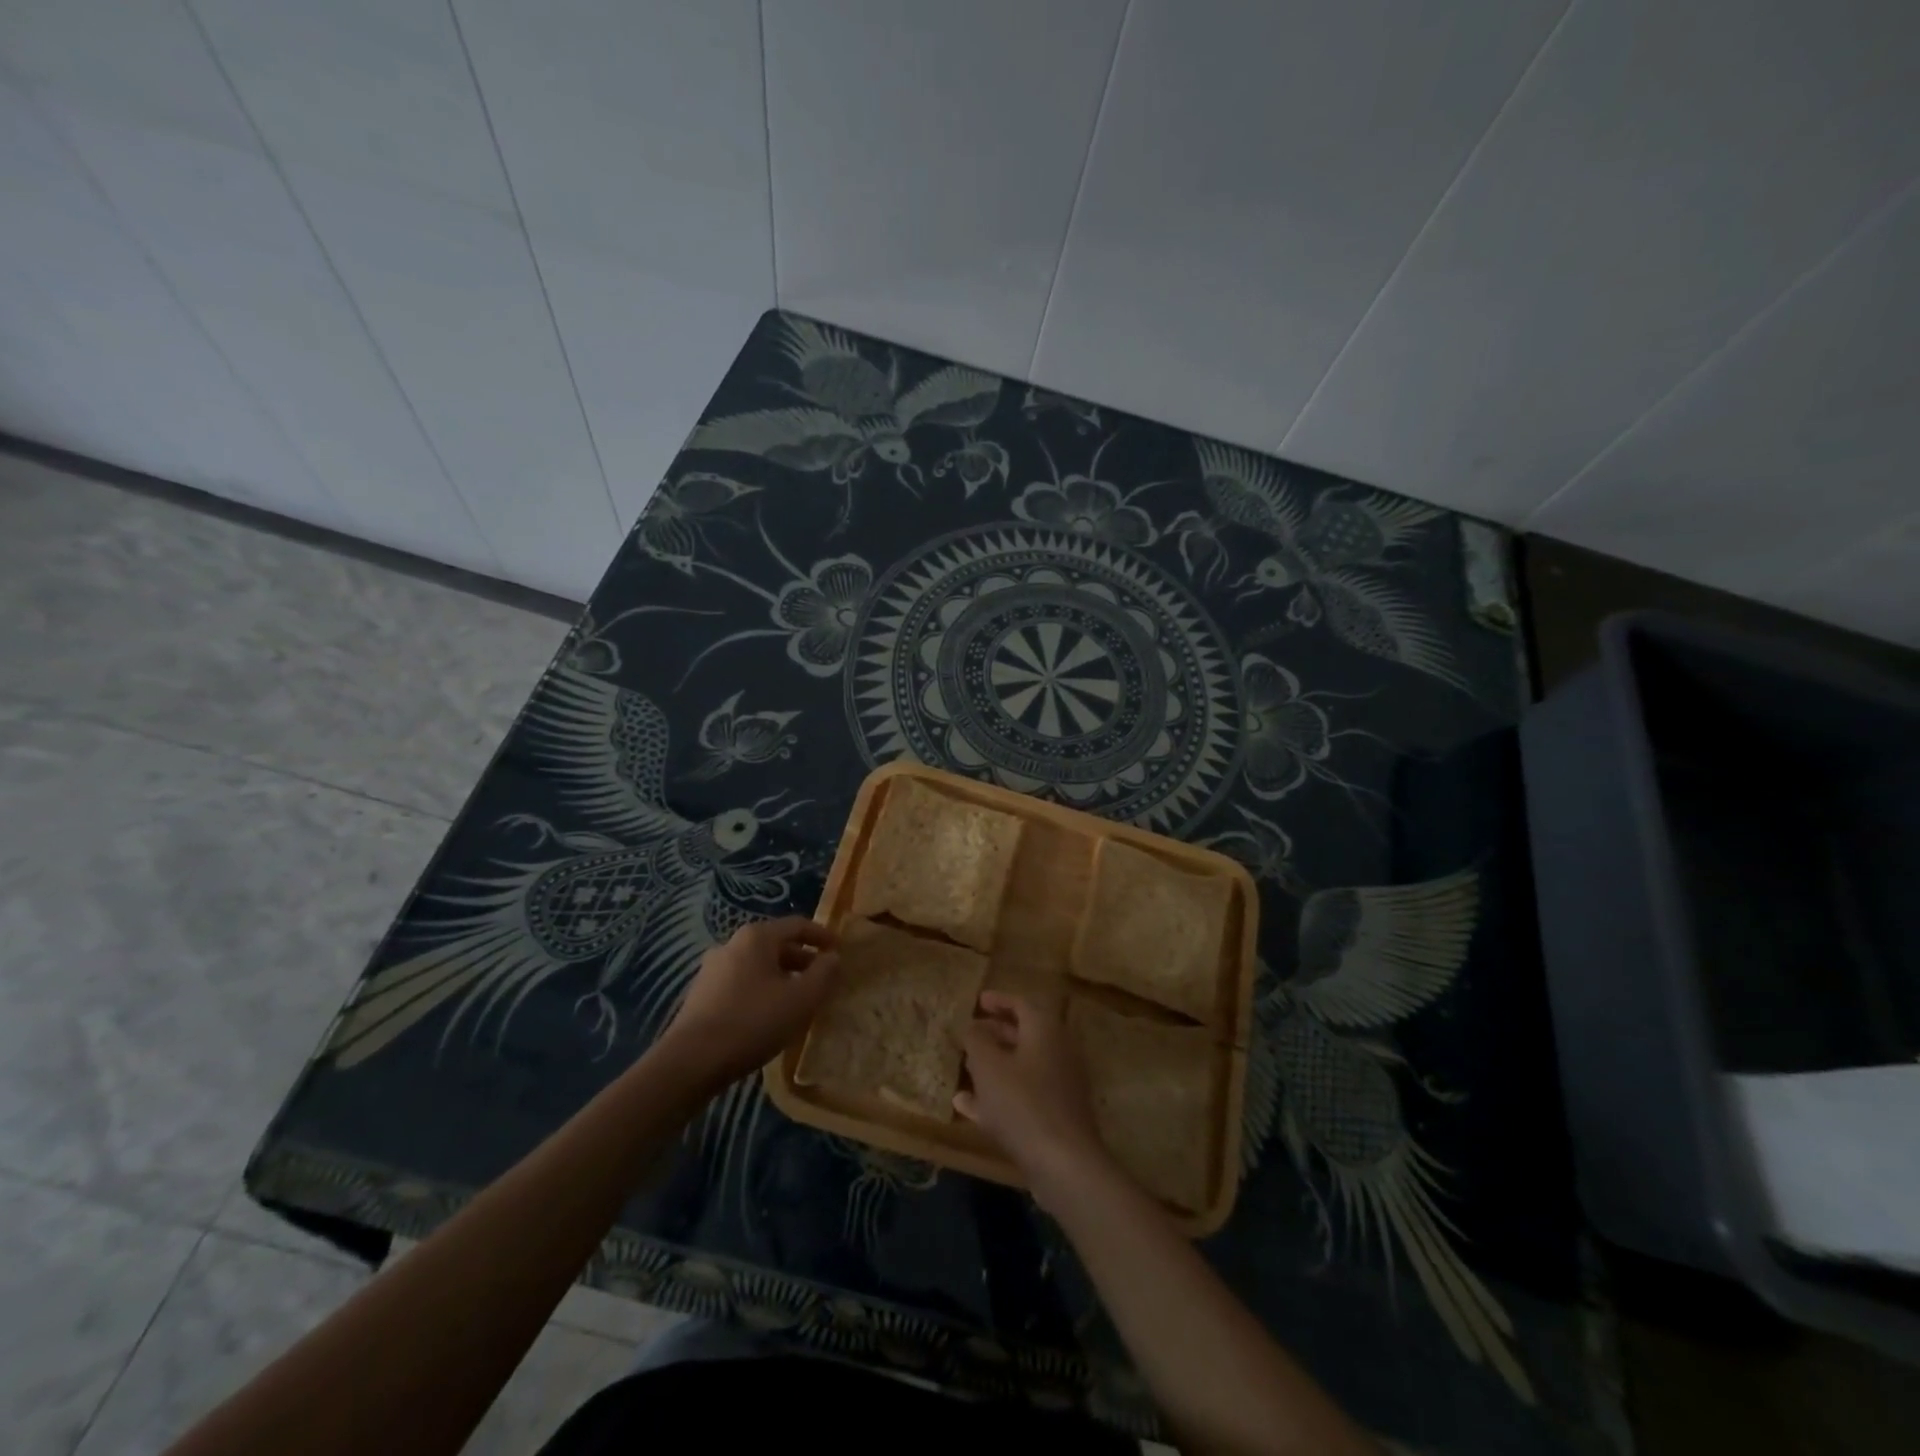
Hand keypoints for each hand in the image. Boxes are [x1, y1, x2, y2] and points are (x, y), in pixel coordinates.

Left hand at [662, 917, 838, 1084]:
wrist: (691, 1061)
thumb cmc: (753, 1021)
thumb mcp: (801, 999)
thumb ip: (824, 974)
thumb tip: (833, 957)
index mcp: (757, 937)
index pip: (797, 925)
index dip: (822, 936)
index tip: (839, 950)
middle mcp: (732, 944)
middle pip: (776, 944)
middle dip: (802, 960)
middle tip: (822, 979)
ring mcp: (712, 969)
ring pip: (758, 965)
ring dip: (782, 977)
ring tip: (798, 1000)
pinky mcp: (701, 994)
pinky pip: (741, 982)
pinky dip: (761, 990)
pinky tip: (768, 1015)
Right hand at [955, 992, 1111, 1205]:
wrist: (1064, 1163)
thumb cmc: (1023, 1103)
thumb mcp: (988, 1066)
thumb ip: (977, 1040)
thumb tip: (973, 1026)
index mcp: (1045, 1030)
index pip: (1022, 1003)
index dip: (998, 1000)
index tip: (977, 1001)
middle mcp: (1058, 1051)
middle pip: (1025, 1034)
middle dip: (996, 1032)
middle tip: (971, 1033)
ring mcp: (1061, 1085)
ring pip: (1022, 1066)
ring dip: (995, 1065)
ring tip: (966, 1068)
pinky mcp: (1057, 1115)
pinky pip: (1024, 1095)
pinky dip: (1000, 1094)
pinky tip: (968, 1107)